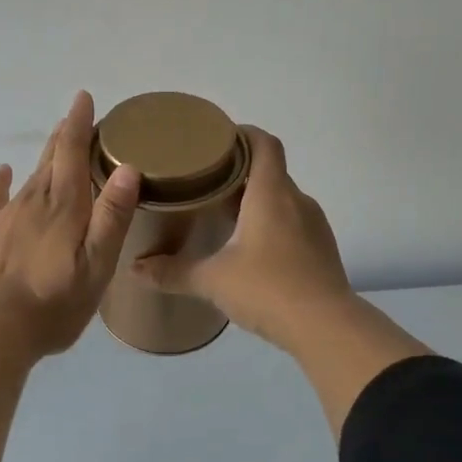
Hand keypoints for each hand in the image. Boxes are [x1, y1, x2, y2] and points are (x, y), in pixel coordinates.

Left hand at [0, 91, 141, 358]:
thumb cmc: (53, 303)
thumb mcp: (97, 265)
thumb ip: (112, 217)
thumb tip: (127, 167)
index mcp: (65, 207)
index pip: (73, 153)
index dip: (80, 124)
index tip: (83, 98)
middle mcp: (35, 201)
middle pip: (52, 159)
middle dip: (65, 135)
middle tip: (75, 115)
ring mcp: (7, 217)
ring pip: (30, 176)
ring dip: (44, 156)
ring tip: (54, 140)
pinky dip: (1, 182)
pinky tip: (2, 172)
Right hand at [132, 127, 354, 350]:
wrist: (326, 327)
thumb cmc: (267, 289)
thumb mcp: (213, 280)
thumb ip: (173, 272)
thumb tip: (135, 268)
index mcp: (271, 194)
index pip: (264, 144)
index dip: (243, 134)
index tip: (218, 140)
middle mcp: (297, 201)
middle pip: (270, 171)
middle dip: (241, 172)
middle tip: (207, 183)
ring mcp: (314, 226)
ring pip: (283, 200)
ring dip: (257, 201)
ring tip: (226, 216)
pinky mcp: (322, 250)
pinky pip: (294, 224)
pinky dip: (273, 226)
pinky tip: (253, 250)